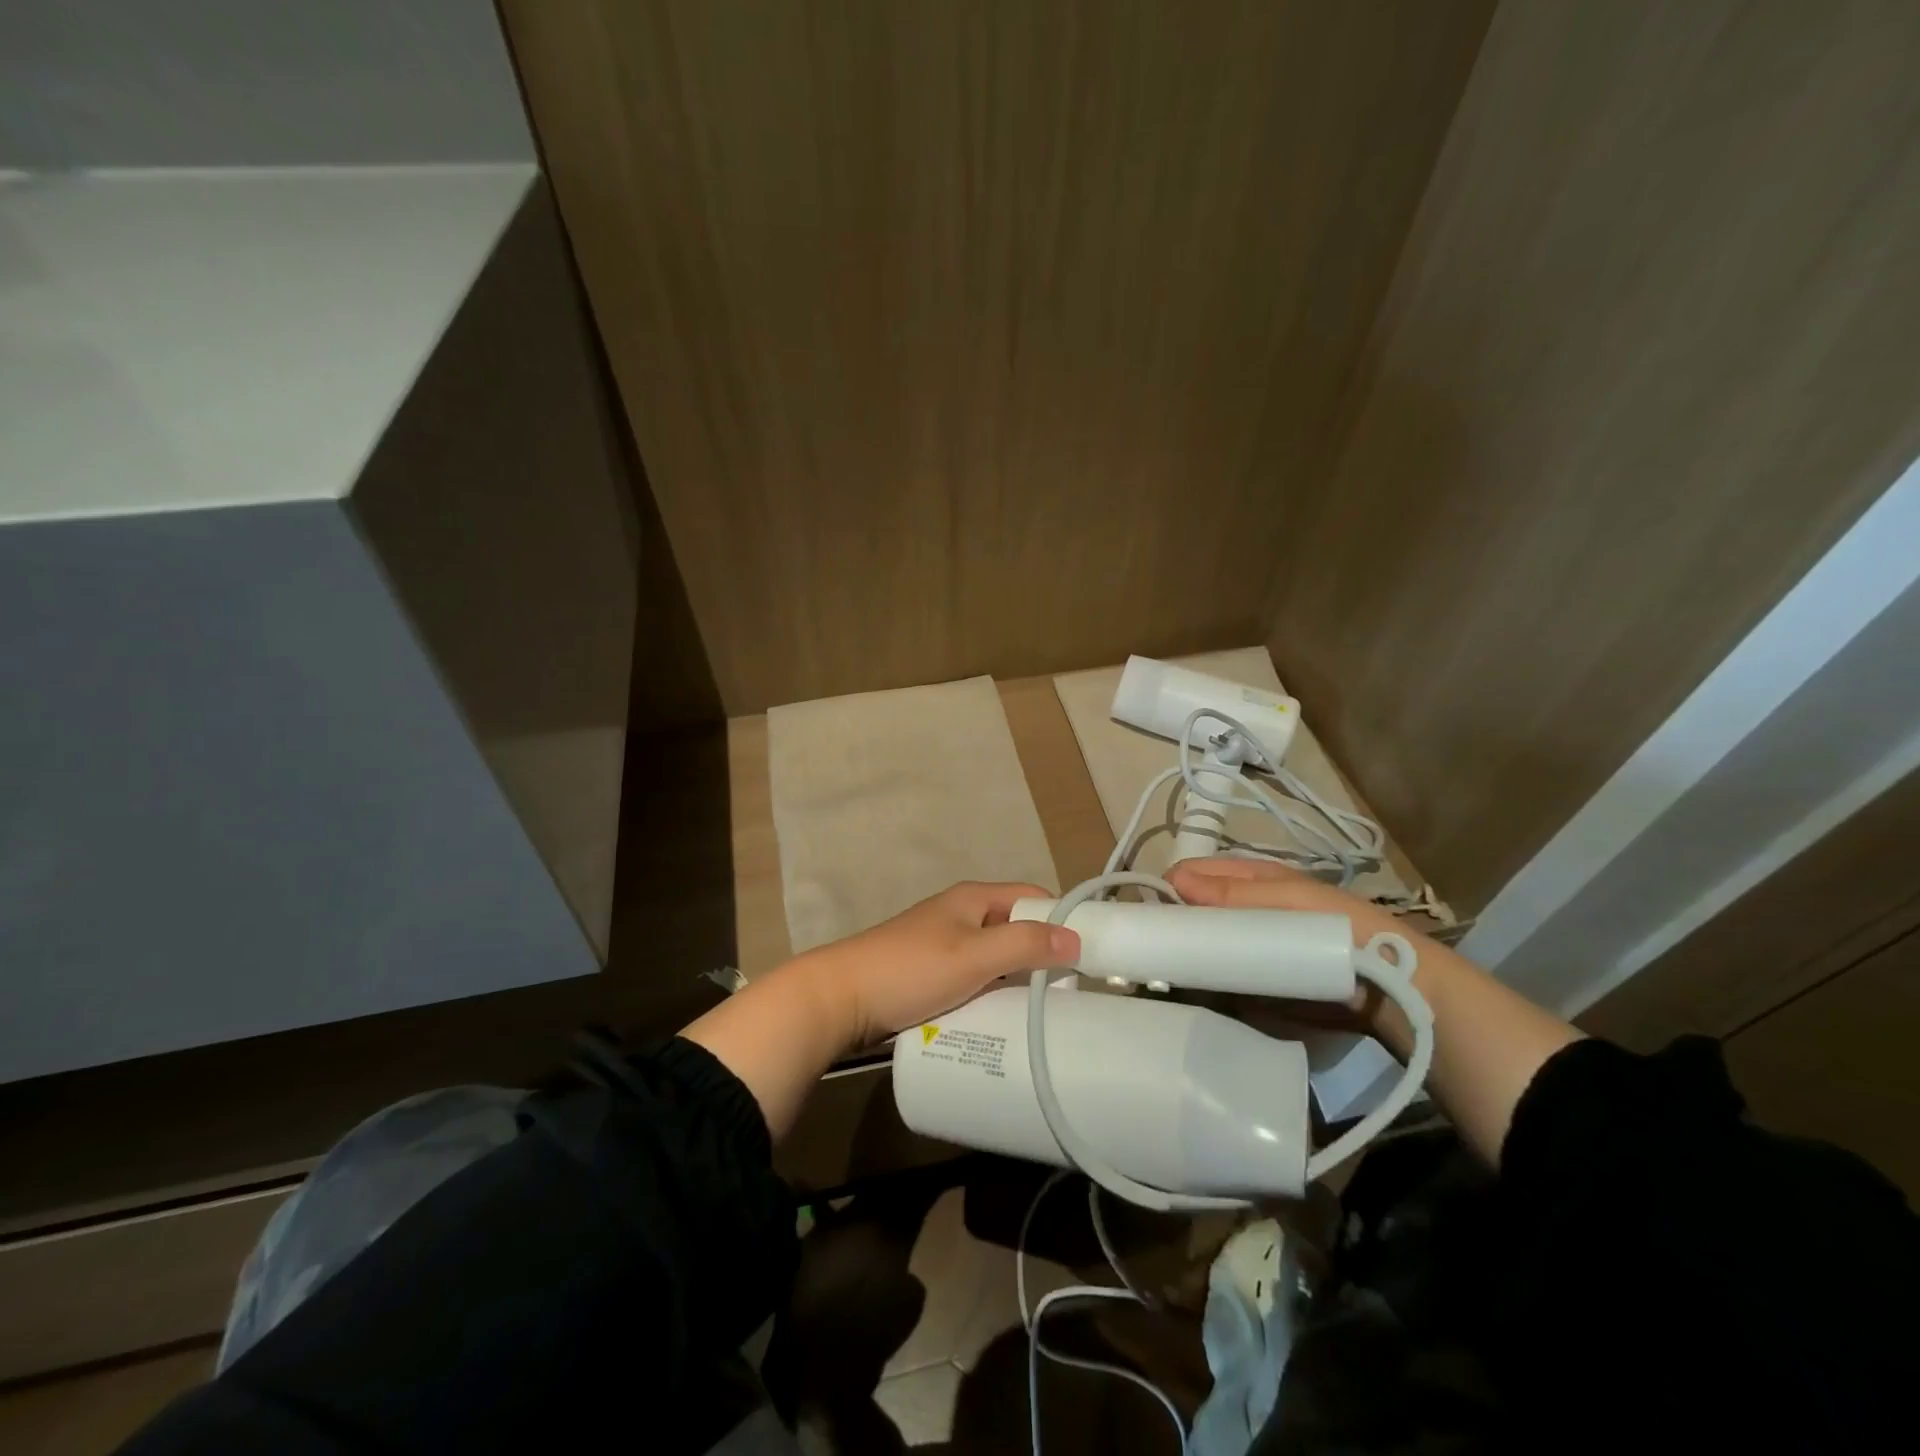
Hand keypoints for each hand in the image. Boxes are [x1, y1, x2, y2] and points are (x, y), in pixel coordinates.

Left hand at [794, 881, 1080, 1047]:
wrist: (839, 998)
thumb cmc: (910, 969)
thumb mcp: (974, 956)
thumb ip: (1025, 945)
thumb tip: (1076, 938)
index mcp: (973, 898)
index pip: (1032, 897)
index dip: (1061, 918)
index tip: (1088, 954)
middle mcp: (961, 914)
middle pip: (1015, 927)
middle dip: (1041, 953)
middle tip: (1067, 991)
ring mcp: (943, 944)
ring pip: (995, 955)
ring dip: (1017, 976)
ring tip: (1042, 1009)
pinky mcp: (929, 973)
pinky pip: (975, 977)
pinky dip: (992, 990)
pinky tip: (1003, 1018)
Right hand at [1166, 856, 1439, 1035]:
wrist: (1390, 987)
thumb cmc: (1335, 929)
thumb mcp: (1284, 900)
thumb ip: (1230, 894)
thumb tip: (1172, 880)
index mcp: (1248, 878)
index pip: (1191, 874)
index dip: (1167, 890)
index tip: (1147, 917)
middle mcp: (1242, 908)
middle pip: (1192, 912)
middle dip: (1172, 927)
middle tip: (1153, 952)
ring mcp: (1249, 945)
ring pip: (1202, 945)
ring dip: (1185, 957)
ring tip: (1164, 977)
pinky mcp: (1257, 980)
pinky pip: (1220, 977)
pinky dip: (1205, 983)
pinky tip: (1192, 995)